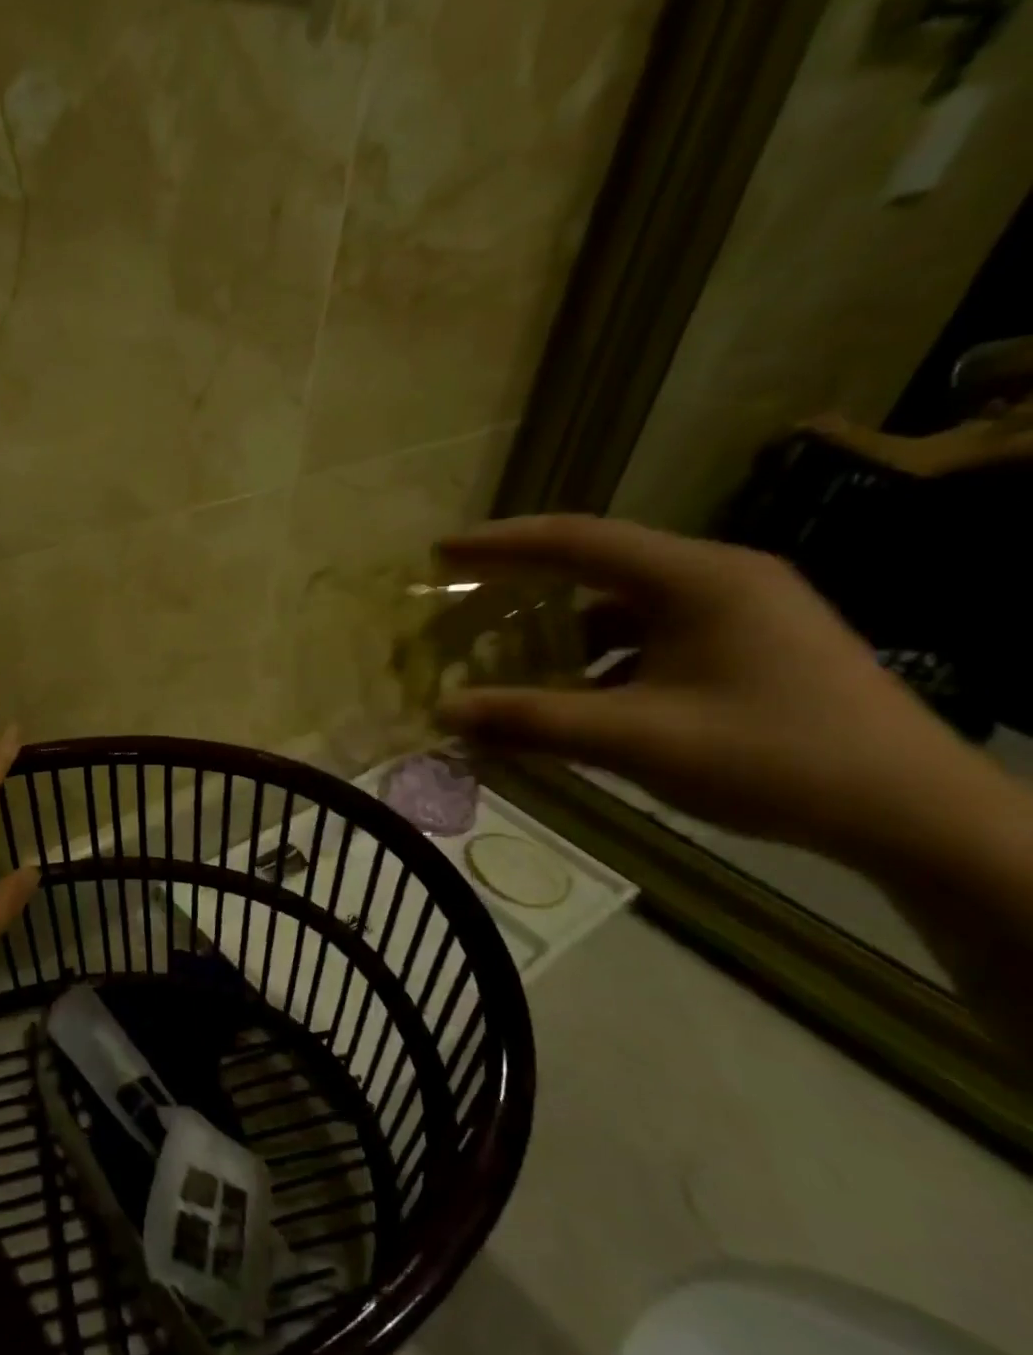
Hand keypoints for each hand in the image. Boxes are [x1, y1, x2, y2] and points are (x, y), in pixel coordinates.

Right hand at [435, 515, 973, 858]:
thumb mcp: (636, 739)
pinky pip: (652, 637)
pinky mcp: (749, 646)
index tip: (440, 553)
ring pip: (625, 607)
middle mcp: (718, 579)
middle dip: (526, 584)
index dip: (501, 543)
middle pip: (599, 566)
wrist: (914, 814)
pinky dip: (602, 660)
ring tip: (513, 663)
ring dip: (565, 633)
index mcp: (697, 579)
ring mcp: (741, 612)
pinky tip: (580, 700)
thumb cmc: (773, 759)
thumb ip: (532, 721)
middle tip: (465, 599)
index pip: (577, 540)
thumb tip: (444, 712)